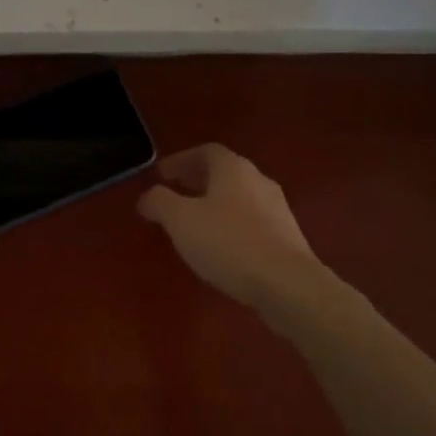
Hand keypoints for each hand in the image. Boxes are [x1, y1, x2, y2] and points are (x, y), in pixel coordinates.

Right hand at [136, 144, 321, 308]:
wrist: (287, 283)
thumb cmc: (229, 243)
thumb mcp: (181, 221)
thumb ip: (160, 203)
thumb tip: (147, 197)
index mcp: (233, 168)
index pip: (205, 151)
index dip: (180, 160)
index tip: (161, 174)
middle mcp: (258, 180)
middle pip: (224, 172)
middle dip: (196, 181)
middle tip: (174, 194)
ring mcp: (277, 208)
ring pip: (238, 197)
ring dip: (214, 203)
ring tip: (194, 223)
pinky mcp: (286, 236)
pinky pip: (251, 220)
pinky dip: (230, 224)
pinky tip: (220, 246)